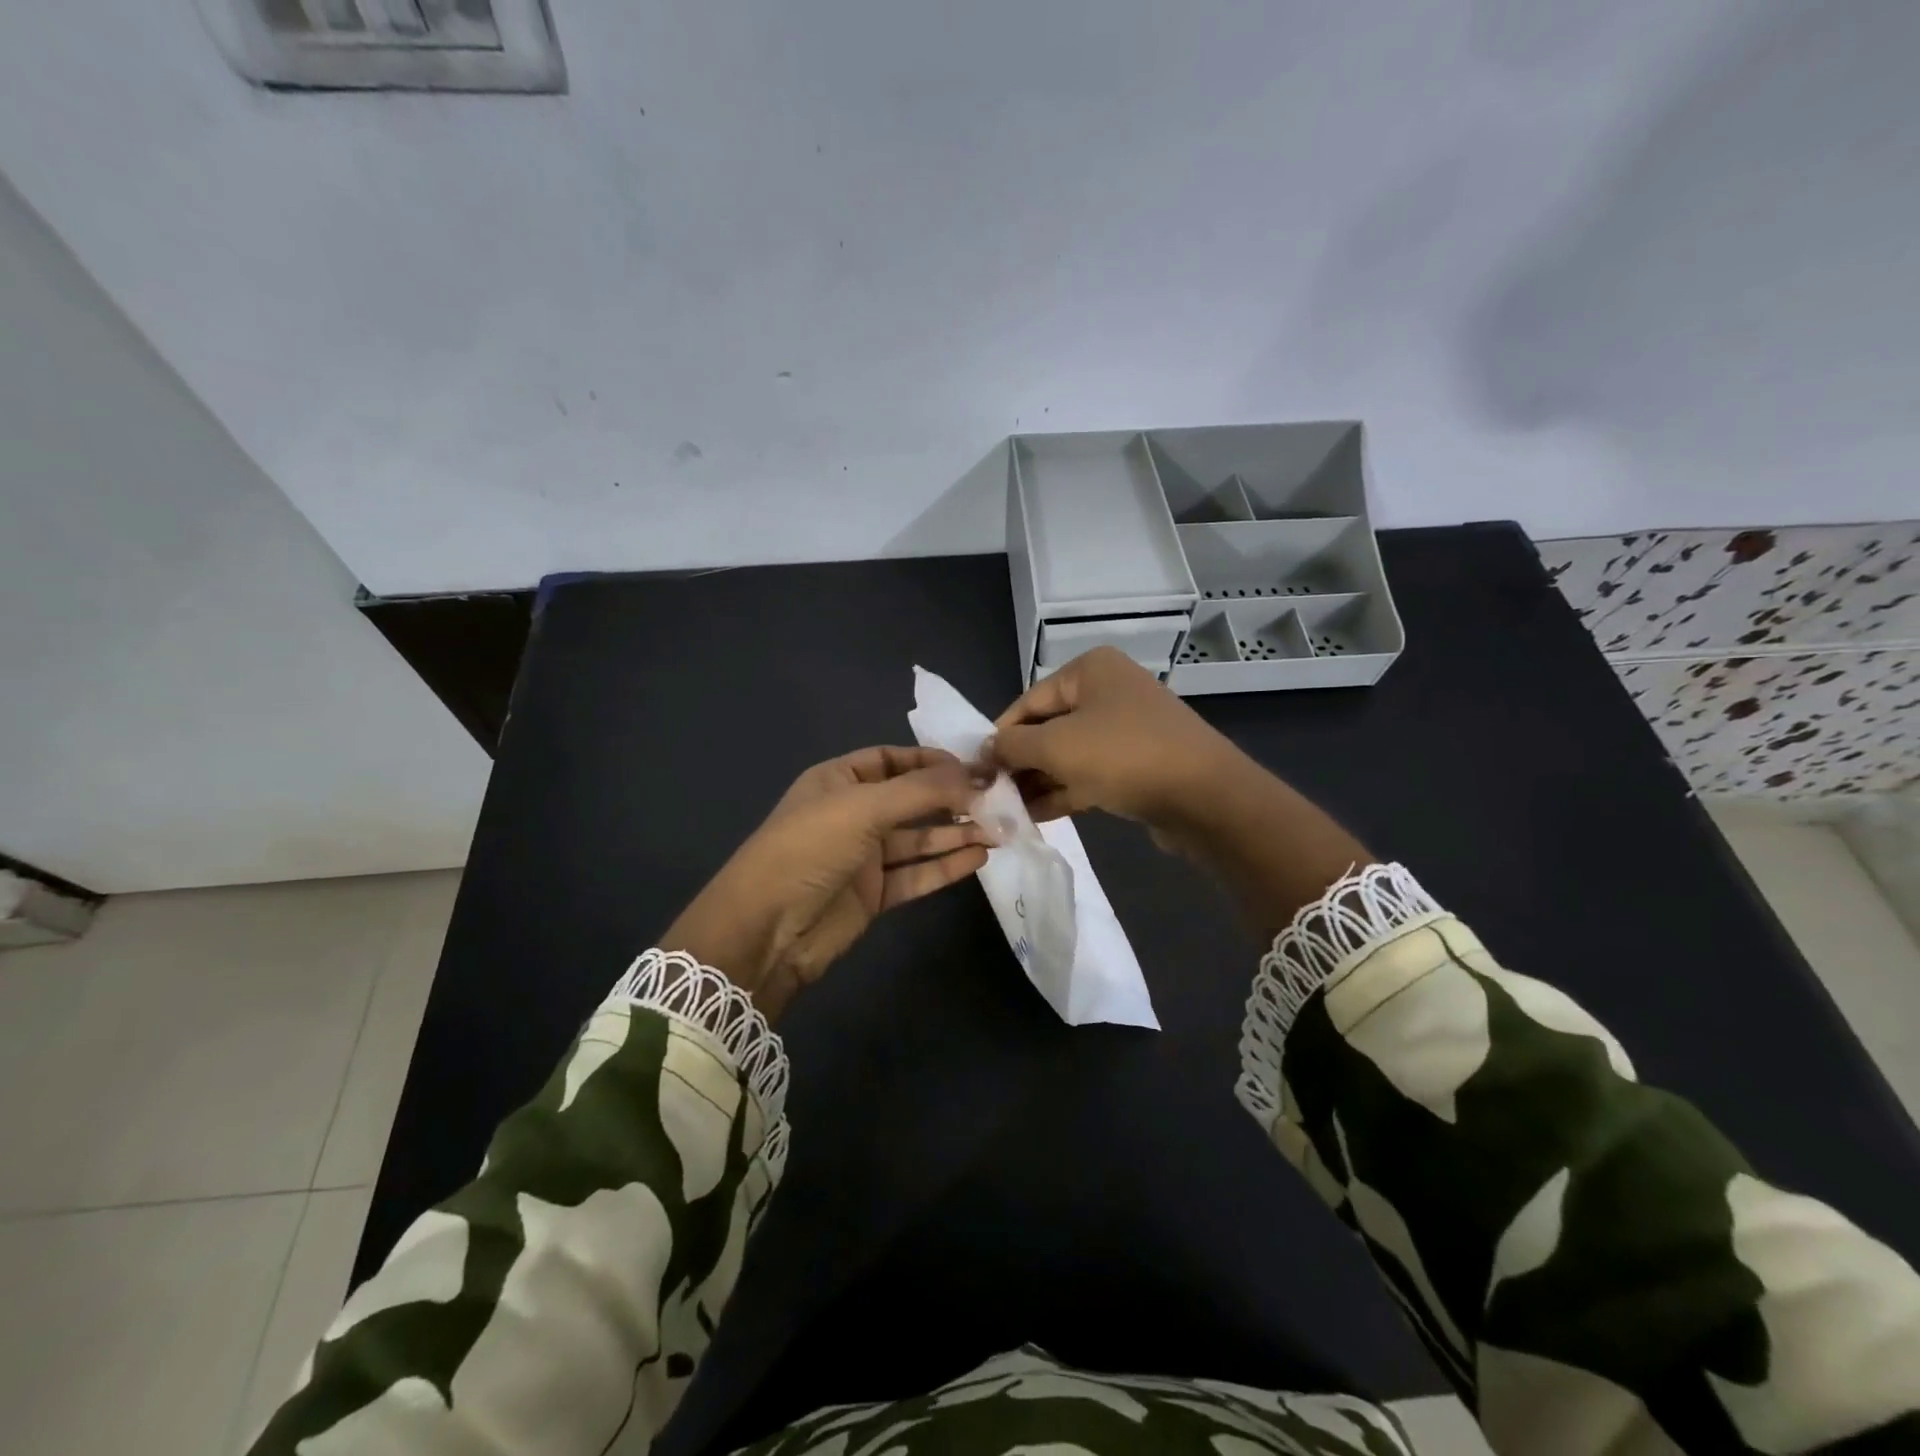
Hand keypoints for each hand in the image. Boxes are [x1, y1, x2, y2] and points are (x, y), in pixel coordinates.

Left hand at [660, 747, 990, 1018]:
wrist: (766, 930)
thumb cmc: (809, 848)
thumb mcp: (863, 807)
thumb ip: (922, 791)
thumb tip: (976, 777)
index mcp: (838, 780)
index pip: (891, 760)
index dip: (931, 760)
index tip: (974, 766)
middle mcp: (853, 813)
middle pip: (911, 799)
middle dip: (952, 798)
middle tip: (998, 800)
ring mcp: (863, 856)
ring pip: (918, 838)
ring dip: (956, 833)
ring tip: (1000, 830)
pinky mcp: (873, 894)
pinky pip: (916, 874)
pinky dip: (946, 866)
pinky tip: (978, 857)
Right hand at [988, 647, 1248, 833]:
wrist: (1205, 797)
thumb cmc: (1123, 756)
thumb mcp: (1056, 747)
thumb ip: (1012, 746)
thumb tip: (984, 750)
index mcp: (1089, 670)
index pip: (1028, 702)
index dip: (1000, 736)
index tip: (976, 770)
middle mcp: (1108, 691)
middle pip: (1048, 727)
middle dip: (1019, 762)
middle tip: (990, 794)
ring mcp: (1126, 728)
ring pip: (1069, 753)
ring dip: (1038, 781)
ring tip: (1007, 810)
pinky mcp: (1139, 763)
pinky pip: (1091, 772)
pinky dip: (1065, 790)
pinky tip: (1036, 815)